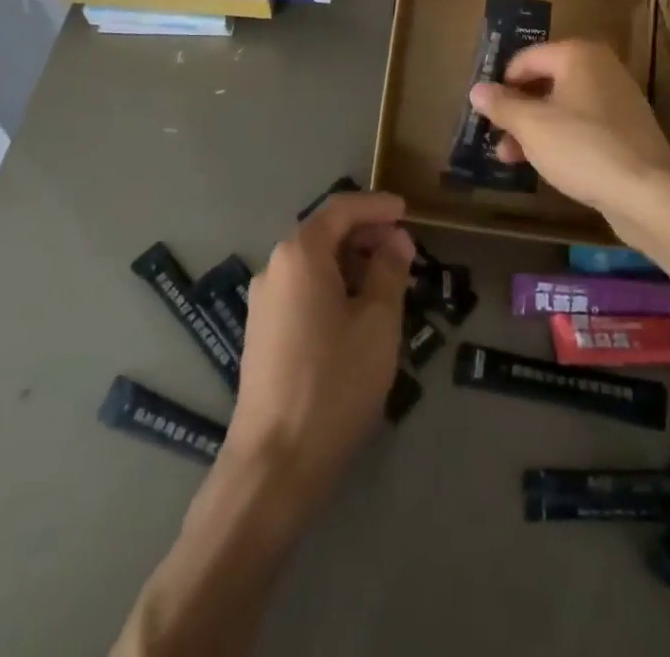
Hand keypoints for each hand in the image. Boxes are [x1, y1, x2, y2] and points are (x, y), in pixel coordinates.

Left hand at [222, 192, 413, 511]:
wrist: (274, 464)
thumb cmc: (333, 383)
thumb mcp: (377, 322)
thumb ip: (389, 270)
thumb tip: (396, 240)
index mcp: (299, 254)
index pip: (341, 209)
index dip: (376, 205)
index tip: (407, 211)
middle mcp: (274, 268)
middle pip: (324, 233)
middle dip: (366, 235)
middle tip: (405, 250)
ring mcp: (263, 302)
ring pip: (313, 263)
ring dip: (351, 263)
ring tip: (388, 282)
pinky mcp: (262, 332)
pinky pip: (302, 289)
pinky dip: (333, 286)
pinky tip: (358, 312)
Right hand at [468, 39, 669, 233]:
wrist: (649, 192)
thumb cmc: (583, 147)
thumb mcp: (532, 126)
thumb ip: (502, 106)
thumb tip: (477, 90)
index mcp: (578, 55)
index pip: (526, 58)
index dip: (502, 83)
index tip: (484, 110)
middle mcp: (600, 68)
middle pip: (545, 82)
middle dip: (517, 110)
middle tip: (494, 135)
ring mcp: (616, 100)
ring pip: (563, 108)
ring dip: (534, 129)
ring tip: (508, 157)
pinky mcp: (626, 131)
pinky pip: (583, 127)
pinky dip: (560, 140)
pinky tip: (543, 165)